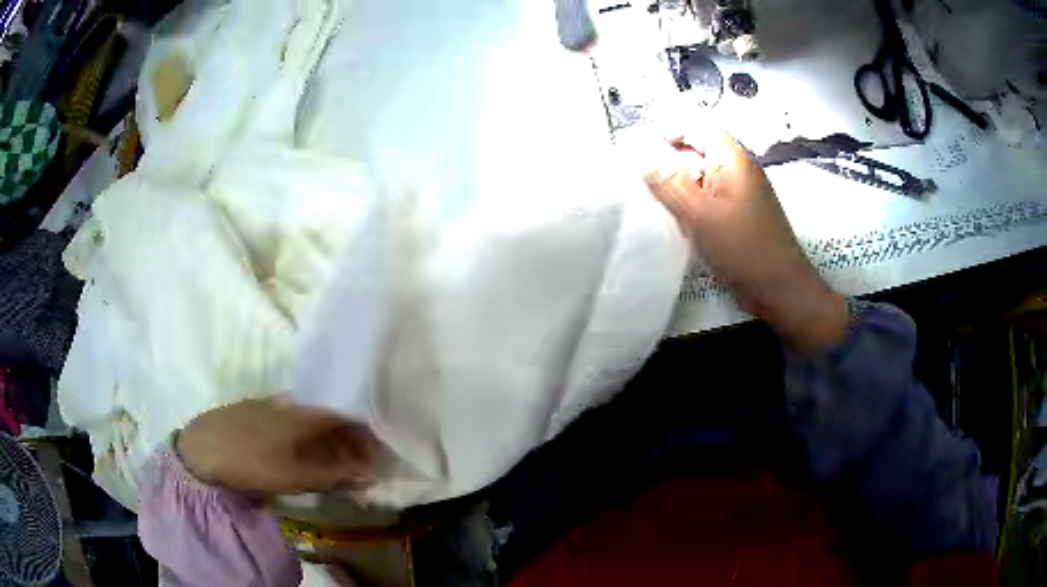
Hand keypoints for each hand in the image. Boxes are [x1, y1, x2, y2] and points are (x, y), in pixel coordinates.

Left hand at [176, 396, 379, 494]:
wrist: (200, 449)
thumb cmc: (252, 463)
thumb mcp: (296, 476)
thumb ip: (335, 476)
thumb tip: (371, 475)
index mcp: (301, 414)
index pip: (343, 417)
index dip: (364, 433)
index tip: (377, 452)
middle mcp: (287, 403)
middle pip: (325, 416)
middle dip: (345, 438)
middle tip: (356, 461)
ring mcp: (266, 405)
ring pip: (305, 418)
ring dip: (323, 438)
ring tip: (329, 460)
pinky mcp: (250, 412)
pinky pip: (286, 420)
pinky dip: (300, 436)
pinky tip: (295, 451)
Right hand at [643, 130, 848, 352]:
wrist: (779, 290)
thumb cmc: (743, 248)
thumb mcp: (699, 214)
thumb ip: (668, 182)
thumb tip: (642, 156)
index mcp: (732, 158)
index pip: (695, 126)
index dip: (667, 133)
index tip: (641, 155)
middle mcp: (738, 168)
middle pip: (697, 151)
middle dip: (670, 164)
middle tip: (646, 186)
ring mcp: (741, 192)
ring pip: (701, 177)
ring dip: (680, 188)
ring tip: (660, 207)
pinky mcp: (740, 214)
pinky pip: (710, 199)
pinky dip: (693, 206)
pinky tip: (681, 224)